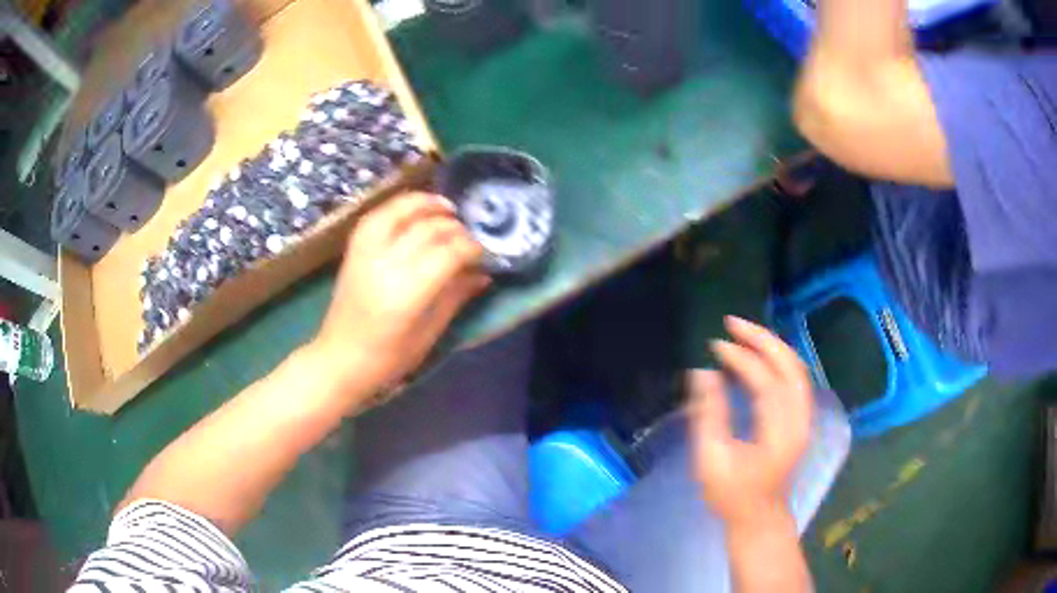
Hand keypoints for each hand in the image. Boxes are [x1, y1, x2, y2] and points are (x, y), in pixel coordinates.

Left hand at [309, 192, 490, 395]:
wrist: (339, 359)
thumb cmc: (388, 358)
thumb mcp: (429, 334)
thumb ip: (455, 297)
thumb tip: (483, 273)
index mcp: (406, 293)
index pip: (448, 253)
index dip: (471, 248)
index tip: (484, 253)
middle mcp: (385, 265)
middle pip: (428, 229)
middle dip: (455, 228)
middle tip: (470, 236)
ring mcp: (365, 254)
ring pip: (399, 211)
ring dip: (426, 204)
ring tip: (446, 207)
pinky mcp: (353, 250)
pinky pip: (377, 216)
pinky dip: (398, 206)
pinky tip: (414, 210)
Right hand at [688, 316, 812, 526]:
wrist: (759, 518)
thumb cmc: (731, 495)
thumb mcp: (711, 460)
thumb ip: (709, 415)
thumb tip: (703, 373)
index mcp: (778, 434)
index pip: (765, 382)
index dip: (741, 359)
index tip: (715, 346)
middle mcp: (799, 421)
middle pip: (791, 366)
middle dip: (763, 339)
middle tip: (733, 322)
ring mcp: (805, 419)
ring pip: (797, 369)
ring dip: (772, 346)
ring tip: (744, 333)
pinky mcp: (801, 420)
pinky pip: (795, 379)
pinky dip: (778, 360)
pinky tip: (760, 355)